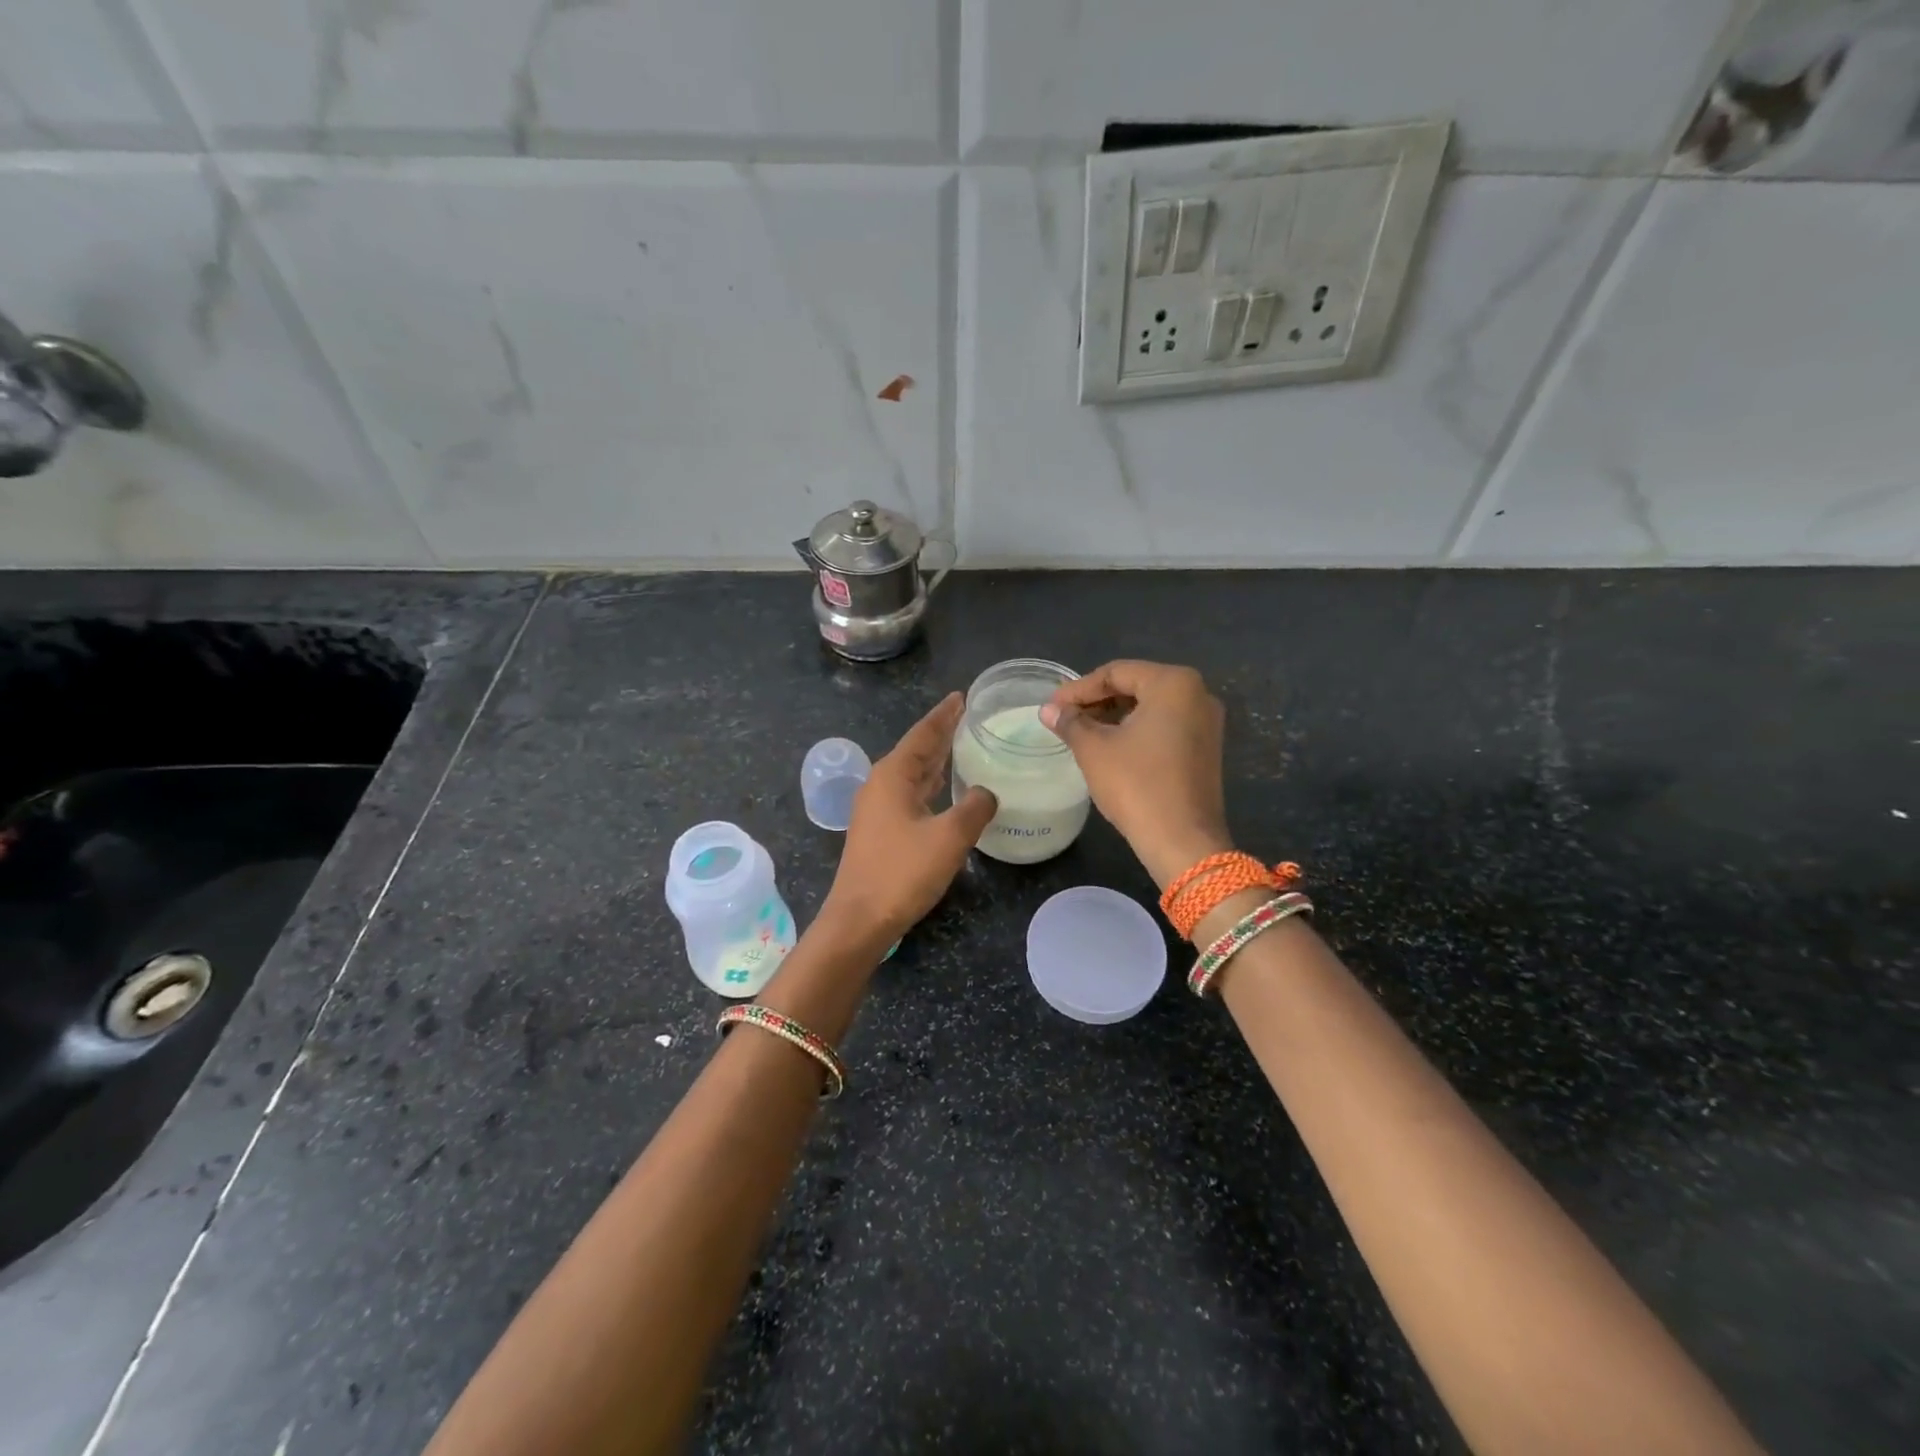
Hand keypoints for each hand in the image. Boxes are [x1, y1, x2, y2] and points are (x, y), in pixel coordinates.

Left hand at [822, 693, 997, 943]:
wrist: (859, 919)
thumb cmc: (902, 872)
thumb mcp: (949, 838)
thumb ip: (974, 808)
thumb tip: (986, 792)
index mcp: (893, 776)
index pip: (923, 734)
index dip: (944, 715)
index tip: (962, 696)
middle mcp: (880, 785)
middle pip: (915, 750)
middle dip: (940, 733)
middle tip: (967, 716)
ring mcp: (876, 809)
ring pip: (911, 773)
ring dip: (935, 759)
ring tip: (960, 744)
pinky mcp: (879, 831)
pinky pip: (909, 794)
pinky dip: (929, 784)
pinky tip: (944, 790)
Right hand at [1040, 661, 1230, 888]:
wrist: (1183, 841)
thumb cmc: (1137, 785)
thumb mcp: (1094, 749)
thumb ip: (1071, 722)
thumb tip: (1049, 710)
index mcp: (1173, 683)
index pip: (1115, 673)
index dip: (1078, 689)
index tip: (1051, 708)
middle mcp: (1197, 693)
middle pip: (1135, 686)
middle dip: (1096, 701)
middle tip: (1063, 719)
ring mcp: (1206, 722)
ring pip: (1150, 707)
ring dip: (1114, 716)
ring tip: (1080, 733)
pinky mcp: (1206, 747)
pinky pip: (1164, 726)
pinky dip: (1135, 730)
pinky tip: (1109, 747)